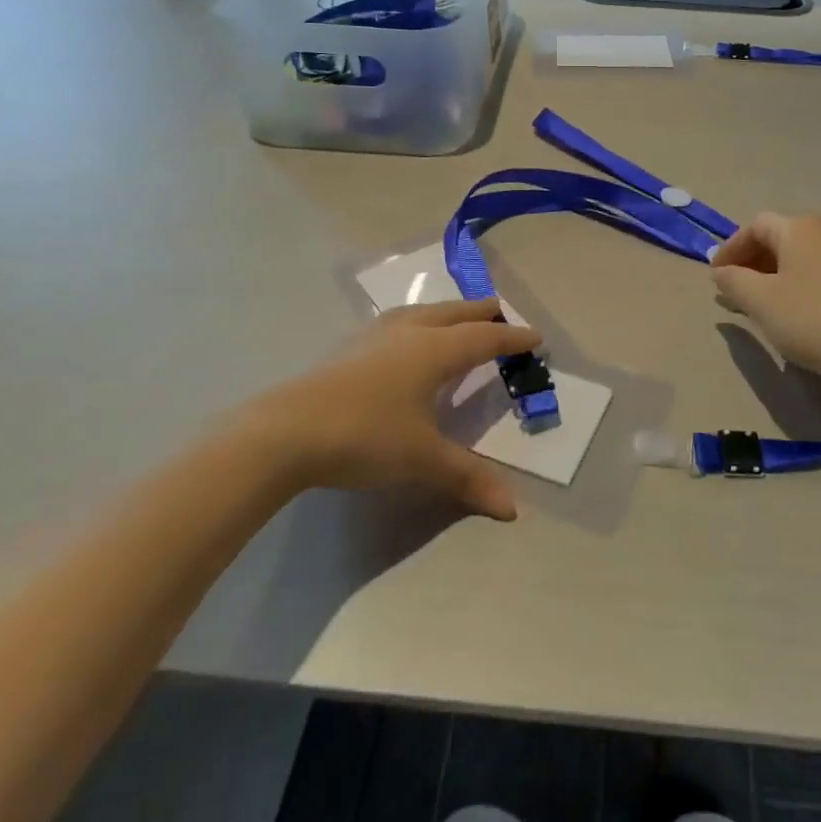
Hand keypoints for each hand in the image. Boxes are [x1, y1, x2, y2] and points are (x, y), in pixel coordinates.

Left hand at [244, 299, 541, 520]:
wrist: (284, 432)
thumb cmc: (365, 436)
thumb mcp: (423, 460)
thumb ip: (468, 478)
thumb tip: (512, 509)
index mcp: (433, 351)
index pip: (484, 338)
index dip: (512, 339)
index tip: (536, 337)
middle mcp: (407, 334)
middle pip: (453, 314)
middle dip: (480, 313)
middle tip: (501, 313)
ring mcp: (372, 338)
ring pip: (419, 313)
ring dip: (445, 313)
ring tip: (455, 319)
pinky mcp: (346, 349)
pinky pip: (394, 324)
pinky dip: (414, 323)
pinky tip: (402, 340)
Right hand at [710, 213, 820, 384]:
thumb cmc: (812, 319)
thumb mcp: (760, 301)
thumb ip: (733, 281)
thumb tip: (721, 272)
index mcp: (801, 228)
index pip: (755, 226)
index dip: (730, 249)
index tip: (716, 277)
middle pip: (781, 238)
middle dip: (752, 263)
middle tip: (734, 292)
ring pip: (803, 257)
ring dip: (776, 276)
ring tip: (762, 305)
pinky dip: (801, 285)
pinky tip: (797, 313)